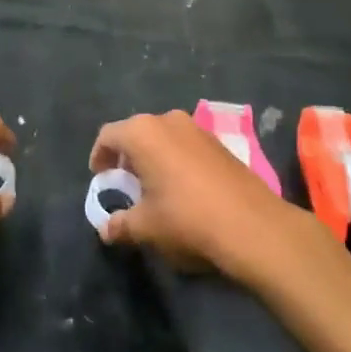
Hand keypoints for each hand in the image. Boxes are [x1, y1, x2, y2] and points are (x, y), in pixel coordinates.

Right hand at [89, 111, 302, 278]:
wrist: (251, 224)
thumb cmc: (186, 219)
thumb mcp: (145, 227)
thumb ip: (120, 225)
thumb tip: (106, 230)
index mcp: (142, 133)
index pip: (108, 135)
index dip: (99, 157)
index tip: (100, 179)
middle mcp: (168, 120)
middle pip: (136, 133)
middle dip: (127, 157)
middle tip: (125, 185)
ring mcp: (197, 128)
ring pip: (163, 137)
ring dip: (153, 157)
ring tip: (154, 188)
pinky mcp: (219, 142)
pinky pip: (185, 145)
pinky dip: (176, 160)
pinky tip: (183, 189)